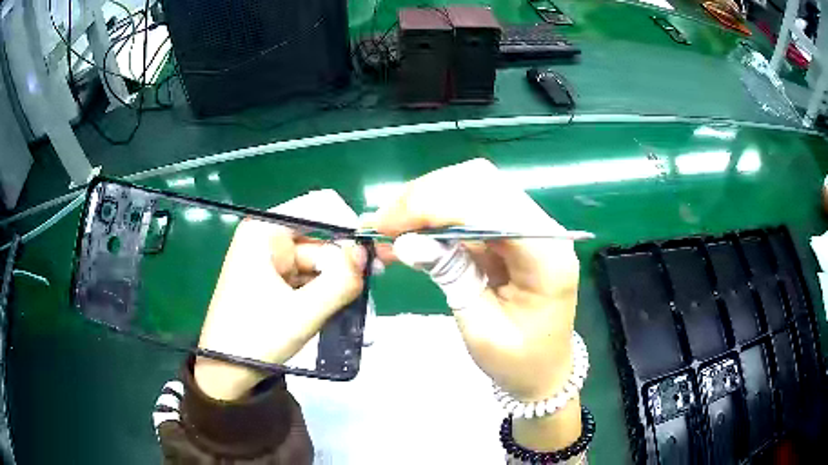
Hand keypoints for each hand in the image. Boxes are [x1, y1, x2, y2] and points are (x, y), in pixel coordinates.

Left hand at [195, 190, 365, 400]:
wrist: (227, 372)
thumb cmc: (256, 338)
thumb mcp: (303, 312)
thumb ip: (341, 281)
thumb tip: (366, 255)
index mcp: (266, 232)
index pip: (319, 206)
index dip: (347, 226)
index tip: (368, 257)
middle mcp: (269, 238)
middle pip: (321, 236)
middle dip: (346, 261)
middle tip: (371, 287)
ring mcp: (272, 260)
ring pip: (320, 259)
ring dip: (340, 281)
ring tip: (357, 307)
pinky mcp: (276, 280)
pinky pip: (311, 276)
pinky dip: (327, 291)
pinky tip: (340, 309)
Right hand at [369, 159, 580, 450]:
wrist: (544, 369)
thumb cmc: (519, 361)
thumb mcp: (481, 329)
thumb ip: (450, 277)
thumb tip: (405, 241)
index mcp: (547, 256)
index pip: (488, 206)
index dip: (433, 206)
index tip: (386, 226)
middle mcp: (543, 228)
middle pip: (480, 182)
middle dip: (424, 196)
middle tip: (381, 223)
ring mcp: (528, 225)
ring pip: (471, 186)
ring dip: (425, 200)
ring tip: (388, 227)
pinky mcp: (510, 230)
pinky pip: (468, 206)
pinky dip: (433, 213)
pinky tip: (407, 229)